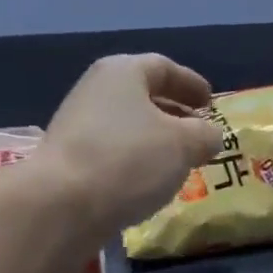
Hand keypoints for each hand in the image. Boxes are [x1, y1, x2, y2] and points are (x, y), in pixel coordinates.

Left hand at [34, 53, 223, 241]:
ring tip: (179, 163)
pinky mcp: (69, 161)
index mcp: (122, 72)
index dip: (191, 84)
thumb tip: (210, 136)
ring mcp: (78, 127)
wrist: (62, 205)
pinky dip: (135, 163)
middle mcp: (96, 91)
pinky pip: (113, 154)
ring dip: (155, 142)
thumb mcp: (183, 145)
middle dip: (174, 115)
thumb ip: (205, 135)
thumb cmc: (129, 160)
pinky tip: (149, 184)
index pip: (164, 67)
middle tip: (199, 135)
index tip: (210, 103)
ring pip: (128, 128)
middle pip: (143, 97)